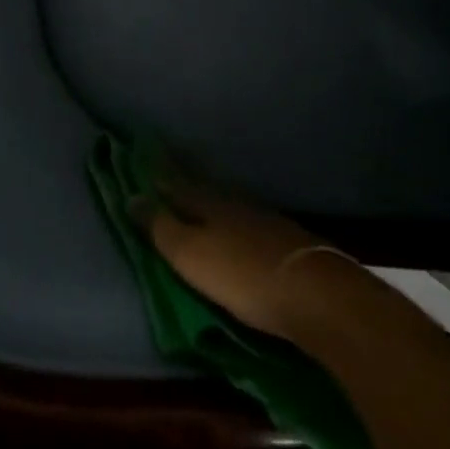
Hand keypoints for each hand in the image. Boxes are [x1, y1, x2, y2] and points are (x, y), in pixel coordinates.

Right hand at [149, 176, 363, 341]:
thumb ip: (160, 228)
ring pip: (227, 202)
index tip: (141, 152)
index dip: (157, 169)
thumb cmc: (243, 276)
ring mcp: (263, 219)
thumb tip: (130, 196)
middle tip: (166, 168)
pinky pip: (248, 220)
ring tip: (198, 196)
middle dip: (183, 178)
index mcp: (206, 202)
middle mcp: (233, 202)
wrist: (319, 296)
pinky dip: (235, 219)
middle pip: (202, 187)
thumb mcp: (190, 255)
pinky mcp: (286, 241)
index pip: (174, 180)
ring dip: (210, 198)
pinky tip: (237, 226)